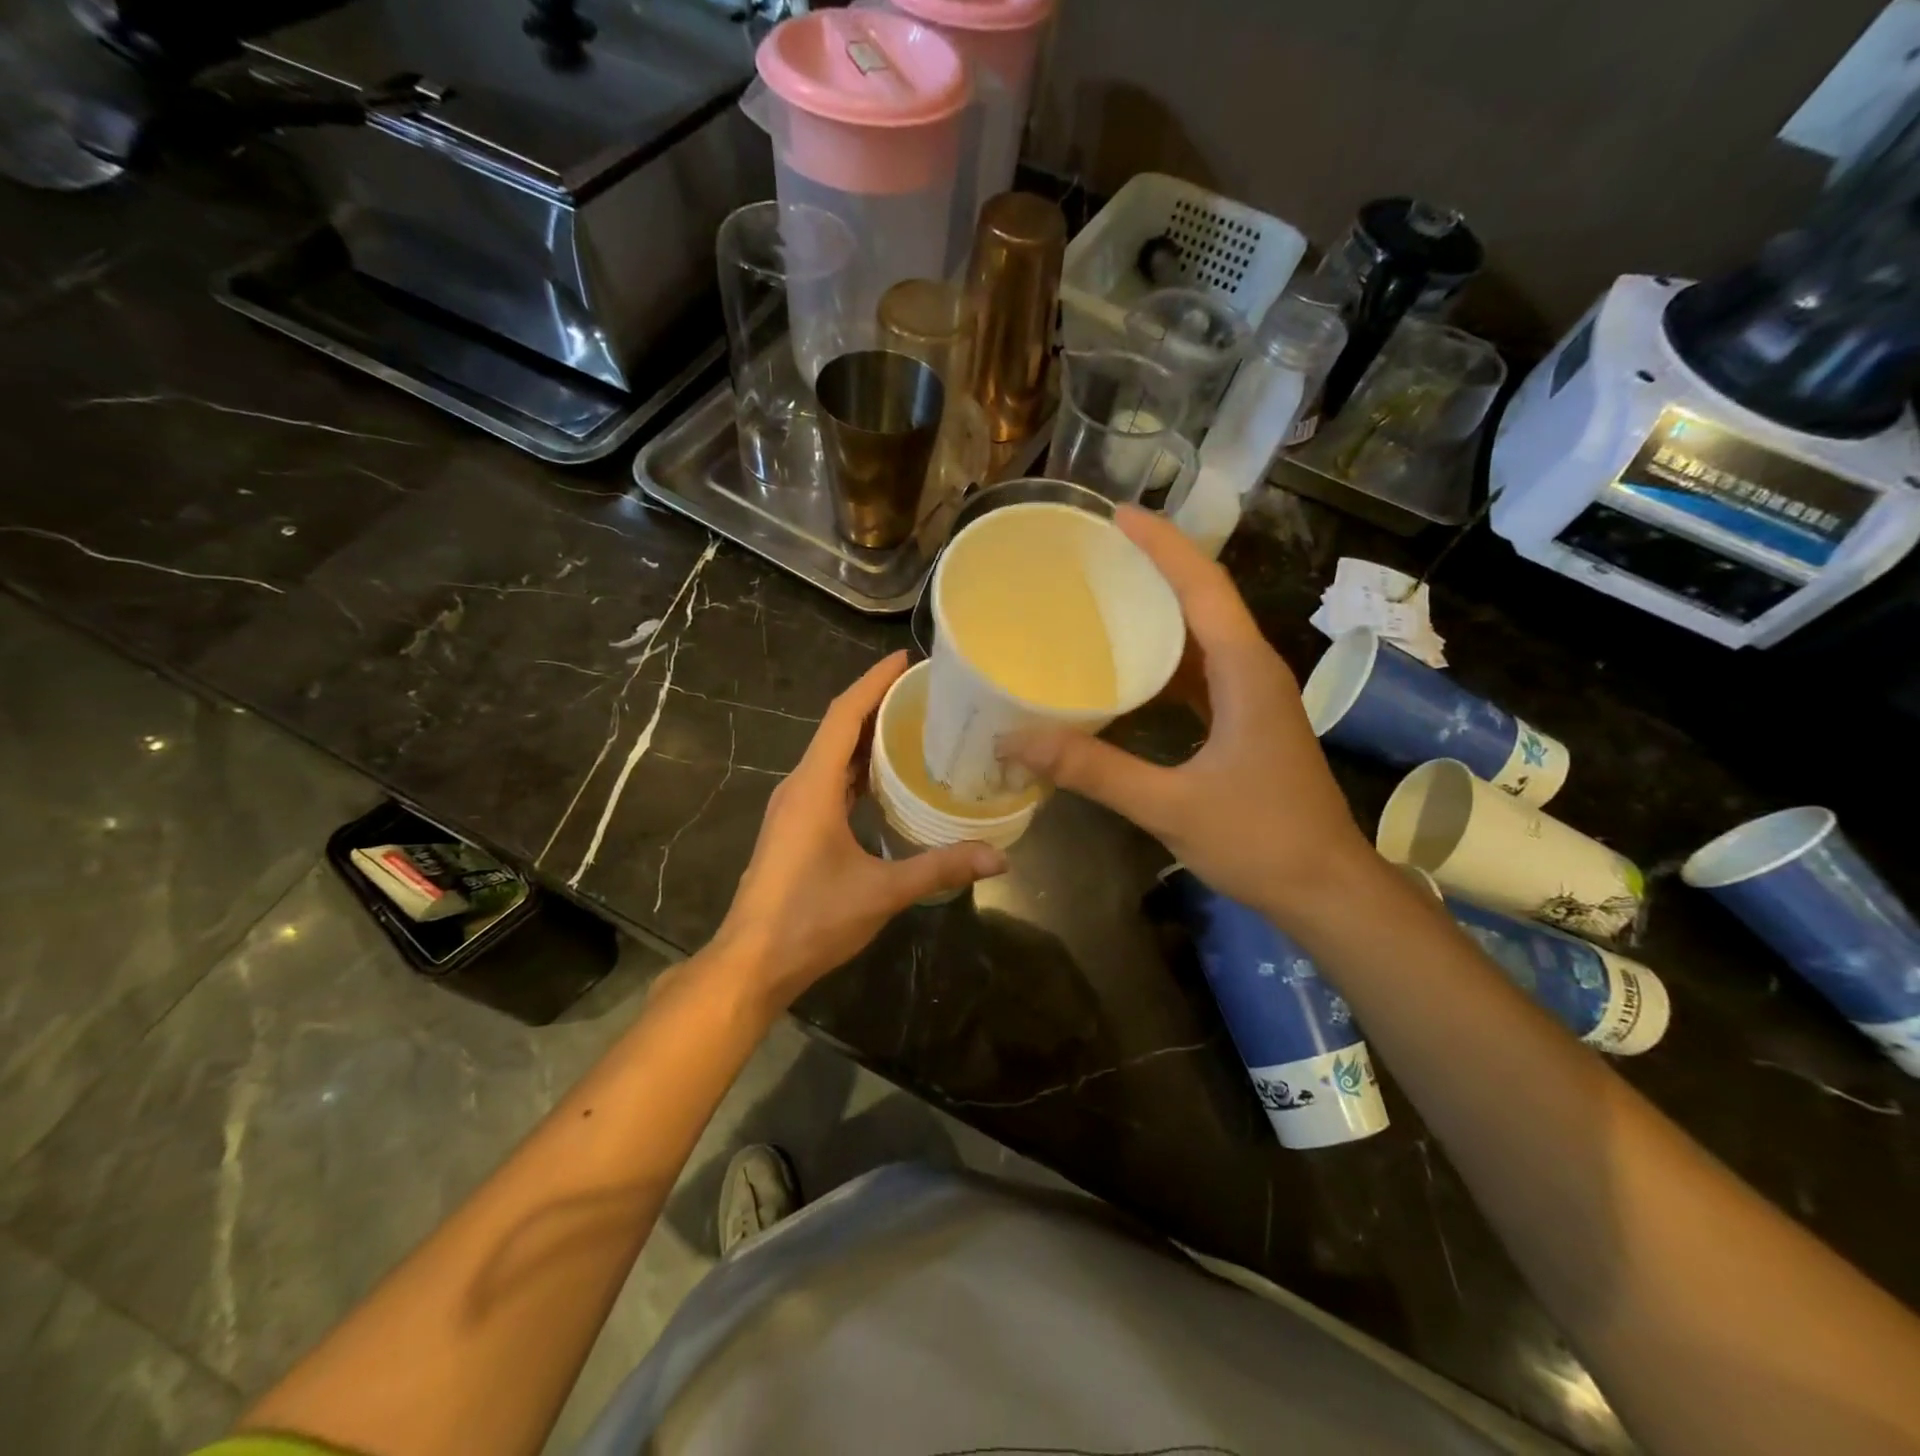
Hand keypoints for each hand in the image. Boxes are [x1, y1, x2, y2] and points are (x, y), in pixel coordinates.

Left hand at [714, 651, 1005, 1010]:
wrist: (752, 962)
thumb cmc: (811, 919)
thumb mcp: (882, 892)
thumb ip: (940, 868)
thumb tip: (999, 857)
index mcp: (813, 787)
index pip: (843, 716)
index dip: (873, 682)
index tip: (905, 660)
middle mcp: (799, 786)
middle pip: (837, 728)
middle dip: (876, 703)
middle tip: (924, 692)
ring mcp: (793, 807)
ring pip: (832, 755)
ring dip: (866, 735)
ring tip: (912, 724)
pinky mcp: (795, 827)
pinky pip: (828, 780)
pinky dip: (857, 768)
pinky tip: (886, 779)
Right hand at [1001, 506, 1372, 921]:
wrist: (1326, 889)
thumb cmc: (1260, 840)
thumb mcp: (1170, 806)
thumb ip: (1094, 770)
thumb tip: (1017, 741)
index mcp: (1244, 671)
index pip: (1202, 586)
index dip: (1161, 545)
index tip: (1115, 515)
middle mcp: (1253, 670)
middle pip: (1203, 598)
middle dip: (1154, 566)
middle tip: (1095, 552)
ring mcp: (1252, 696)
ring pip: (1202, 634)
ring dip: (1159, 610)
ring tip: (1103, 596)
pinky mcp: (1245, 721)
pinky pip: (1200, 671)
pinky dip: (1163, 658)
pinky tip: (1126, 670)